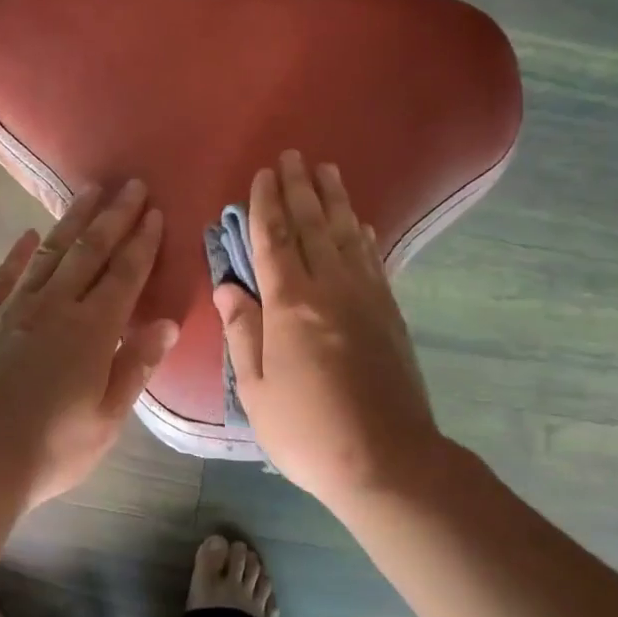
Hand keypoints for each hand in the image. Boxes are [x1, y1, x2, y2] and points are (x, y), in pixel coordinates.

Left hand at [0, 180, 179, 508]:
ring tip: (88, 193)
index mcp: (92, 330)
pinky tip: (27, 236)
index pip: (124, 275)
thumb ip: (136, 365)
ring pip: (48, 255)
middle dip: (113, 217)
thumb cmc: (51, 448)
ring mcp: (12, 311)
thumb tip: (167, 324)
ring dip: (70, 222)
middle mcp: (54, 308)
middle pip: (89, 252)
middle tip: (129, 185)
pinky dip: (17, 255)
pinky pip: (2, 279)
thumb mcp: (107, 417)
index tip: (153, 211)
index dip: (141, 242)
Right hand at [215, 151, 444, 509]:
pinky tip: (361, 222)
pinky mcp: (390, 313)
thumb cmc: (307, 431)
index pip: (274, 241)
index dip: (266, 205)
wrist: (387, 460)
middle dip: (299, 189)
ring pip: (347, 235)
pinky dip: (364, 235)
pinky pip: (374, 260)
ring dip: (335, 200)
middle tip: (293, 156)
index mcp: (291, 305)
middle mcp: (331, 289)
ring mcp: (366, 298)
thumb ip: (243, 331)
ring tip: (326, 170)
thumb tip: (228, 286)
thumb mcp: (256, 389)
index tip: (262, 174)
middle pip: (313, 226)